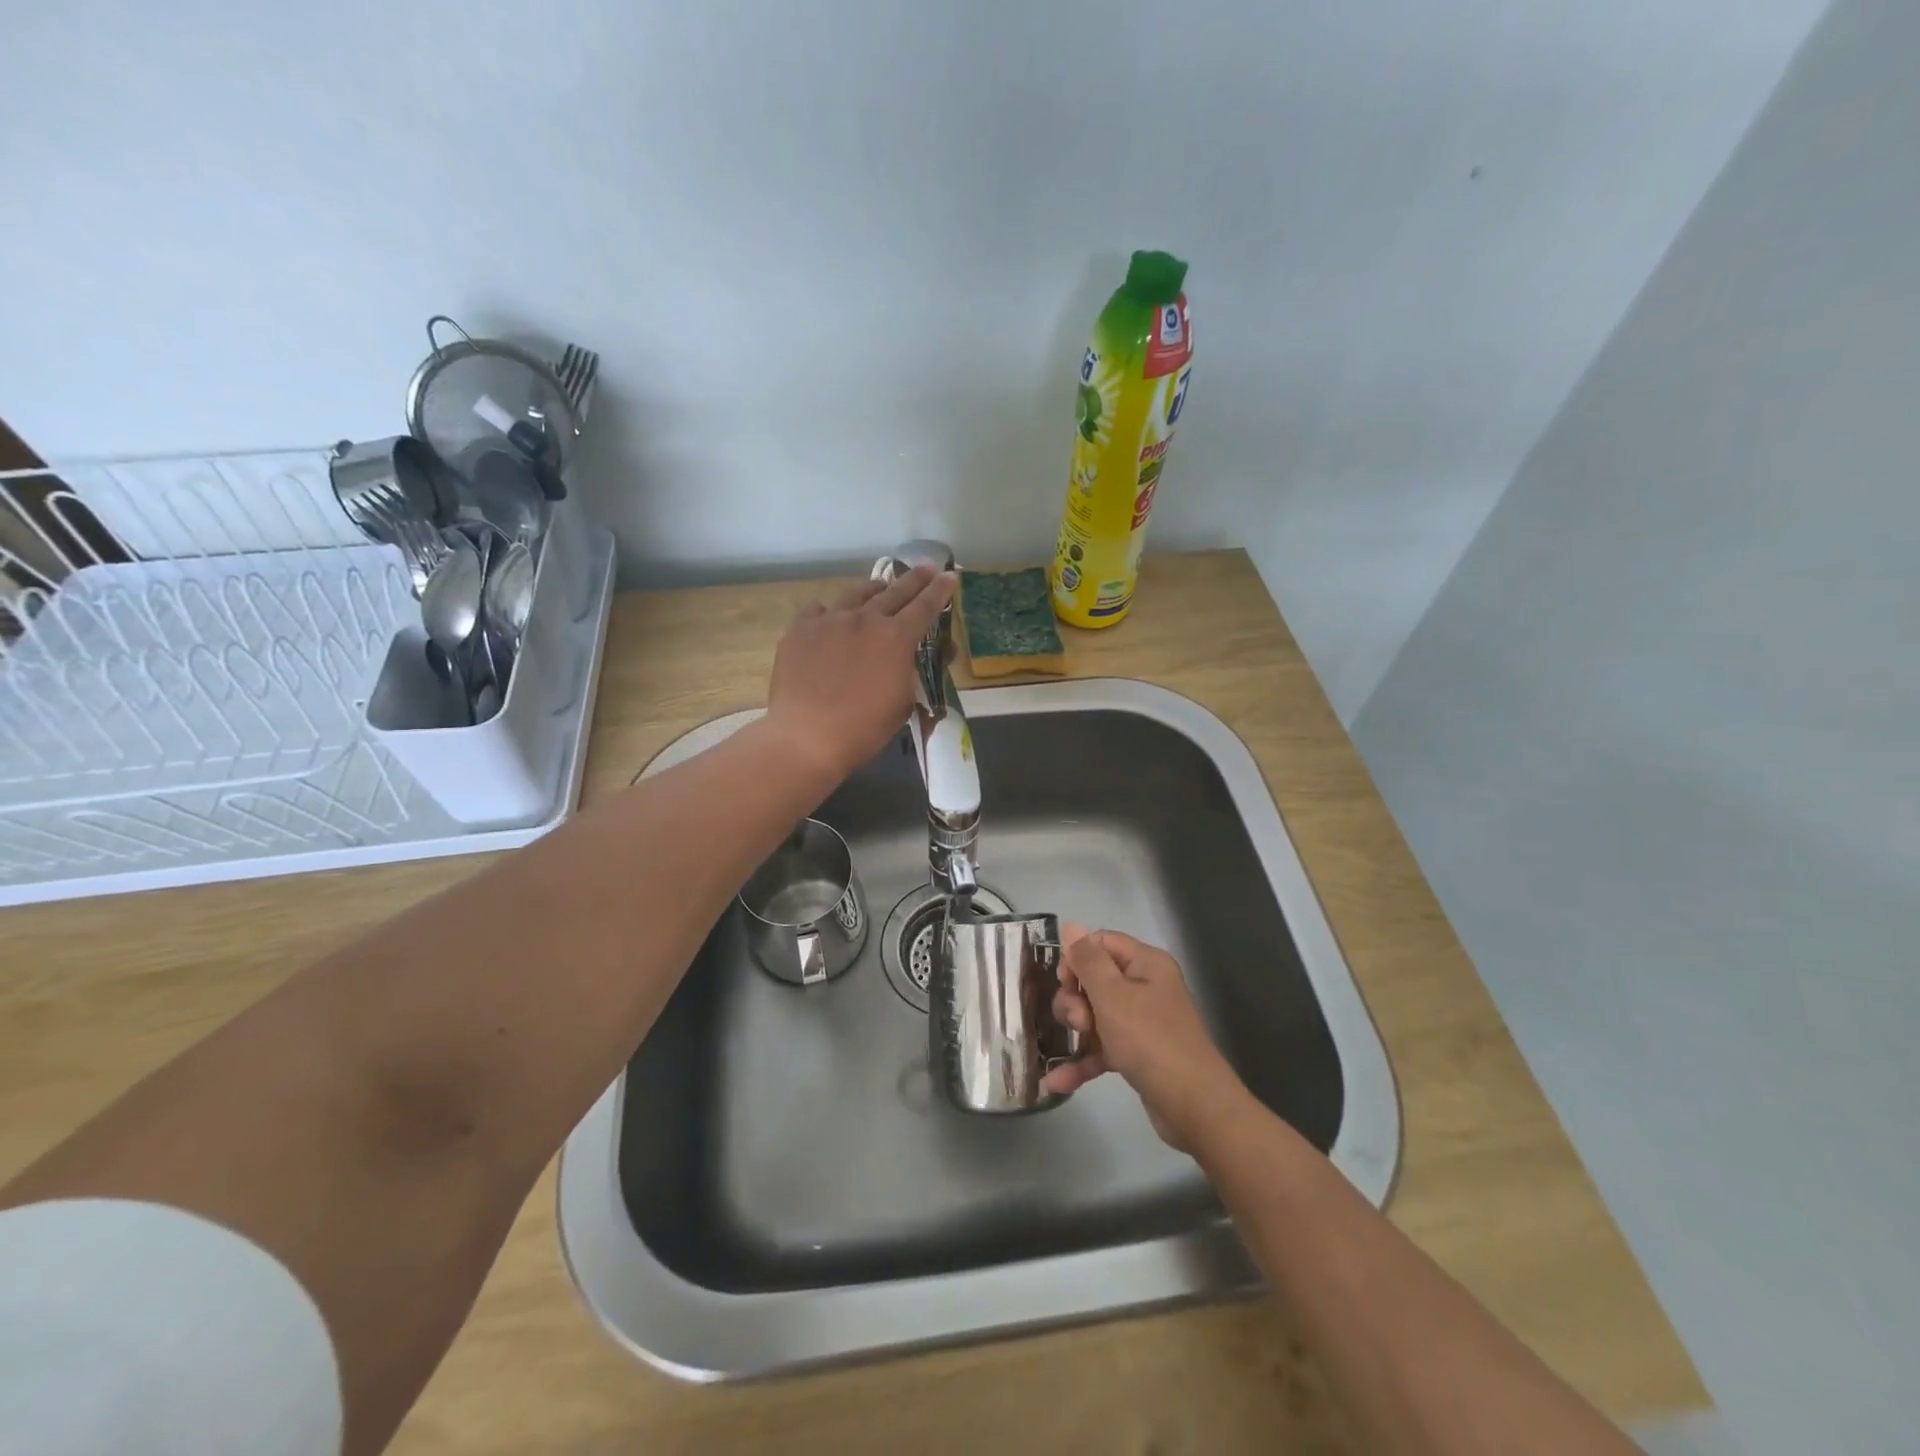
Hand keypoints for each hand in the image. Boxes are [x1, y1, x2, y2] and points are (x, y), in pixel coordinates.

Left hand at [763, 564, 955, 781]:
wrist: (807, 736)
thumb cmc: (864, 728)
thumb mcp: (903, 703)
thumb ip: (914, 673)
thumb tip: (925, 656)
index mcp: (896, 638)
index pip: (925, 606)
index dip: (940, 591)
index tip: (950, 576)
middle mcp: (865, 619)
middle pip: (894, 592)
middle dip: (914, 579)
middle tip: (926, 568)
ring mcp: (829, 620)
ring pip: (856, 594)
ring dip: (874, 590)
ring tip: (880, 587)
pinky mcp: (800, 629)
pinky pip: (819, 610)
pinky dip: (831, 611)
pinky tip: (831, 617)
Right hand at [1042, 926, 1248, 1152]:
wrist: (1196, 1108)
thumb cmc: (1151, 1041)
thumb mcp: (1113, 995)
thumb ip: (1088, 960)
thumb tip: (1071, 924)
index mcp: (1146, 963)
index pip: (1101, 943)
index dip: (1077, 959)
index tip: (1064, 982)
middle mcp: (1146, 987)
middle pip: (1094, 980)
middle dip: (1075, 999)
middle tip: (1078, 1021)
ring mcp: (1142, 1022)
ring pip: (1095, 1015)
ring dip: (1076, 1031)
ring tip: (1070, 1047)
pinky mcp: (1137, 1054)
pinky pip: (1102, 1048)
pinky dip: (1083, 1061)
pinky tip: (1057, 1083)